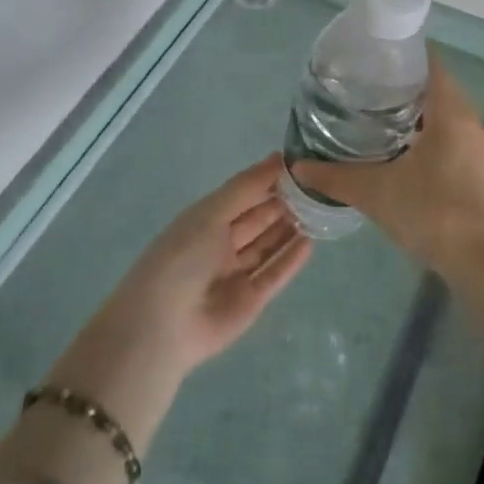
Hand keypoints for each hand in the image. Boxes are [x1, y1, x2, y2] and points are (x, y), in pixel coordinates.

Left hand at [98, 153, 311, 372]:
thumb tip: (278, 157)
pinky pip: (275, 274)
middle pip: (258, 219)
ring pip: (269, 245)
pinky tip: (311, 242)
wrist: (163, 326)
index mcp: (206, 220)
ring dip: (290, 228)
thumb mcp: (211, 213)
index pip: (243, 195)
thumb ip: (247, 186)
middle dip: (284, 203)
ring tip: (320, 210)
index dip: (268, 180)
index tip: (299, 165)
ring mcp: (237, 273)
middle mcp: (221, 244)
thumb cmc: (182, 257)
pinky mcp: (251, 301)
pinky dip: (291, 259)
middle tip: (317, 186)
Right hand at [291, 59, 483, 278]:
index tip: (374, 58)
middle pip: (439, 91)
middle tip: (366, 92)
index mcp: (452, 113)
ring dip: (419, 119)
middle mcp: (473, 124)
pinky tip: (406, 162)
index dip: (405, 56)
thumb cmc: (435, 212)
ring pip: (449, 121)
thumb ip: (336, 178)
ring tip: (380, 124)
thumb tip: (298, 166)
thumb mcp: (377, 193)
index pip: (431, 65)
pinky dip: (432, 143)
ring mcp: (483, 153)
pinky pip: (456, 145)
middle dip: (405, 89)